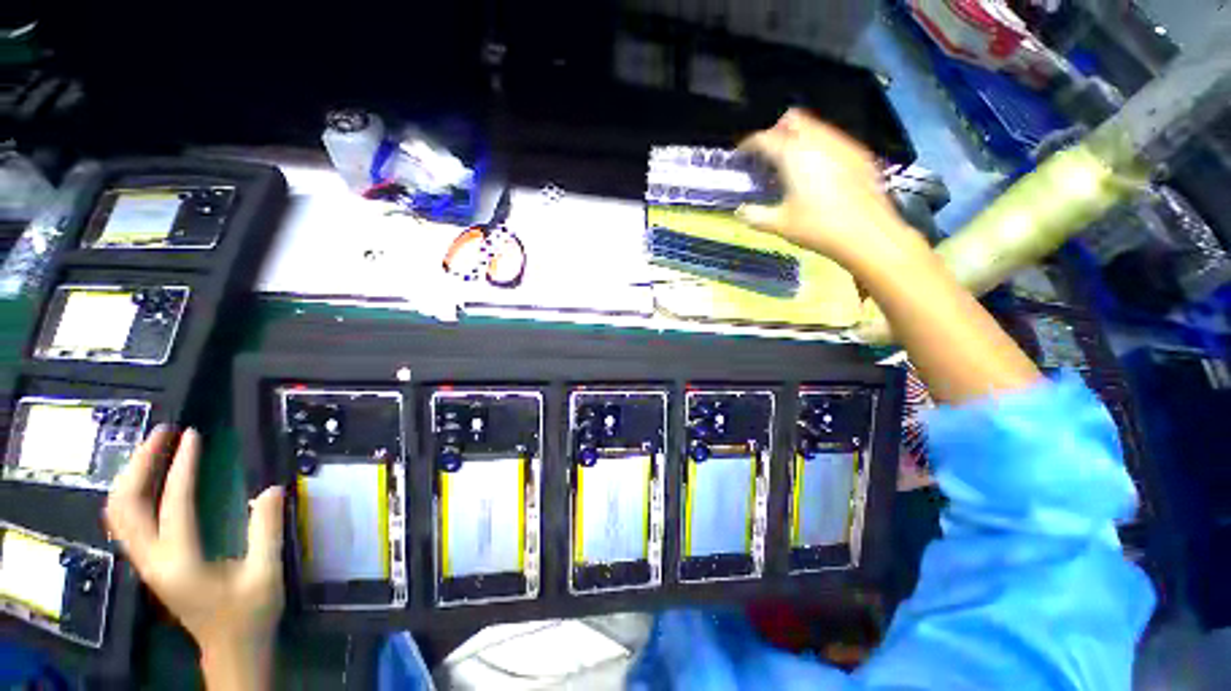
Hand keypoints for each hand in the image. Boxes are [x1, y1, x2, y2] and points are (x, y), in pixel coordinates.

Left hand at [105, 427, 284, 683]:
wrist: (230, 650)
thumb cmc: (249, 614)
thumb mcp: (266, 574)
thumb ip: (266, 530)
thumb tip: (270, 488)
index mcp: (181, 564)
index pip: (173, 505)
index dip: (181, 467)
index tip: (193, 436)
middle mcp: (152, 561)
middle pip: (125, 506)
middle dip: (139, 463)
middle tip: (163, 433)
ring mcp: (146, 563)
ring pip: (119, 513)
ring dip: (132, 476)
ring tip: (155, 448)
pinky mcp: (149, 563)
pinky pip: (127, 521)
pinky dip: (132, 493)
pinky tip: (150, 481)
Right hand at [737, 109, 920, 269]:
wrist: (867, 233)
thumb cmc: (817, 227)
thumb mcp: (779, 224)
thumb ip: (755, 215)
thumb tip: (740, 211)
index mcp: (793, 154)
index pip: (765, 138)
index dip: (750, 143)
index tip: (742, 152)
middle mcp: (817, 140)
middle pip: (793, 119)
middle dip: (777, 131)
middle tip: (768, 153)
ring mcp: (842, 144)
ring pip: (816, 126)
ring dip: (799, 137)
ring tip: (791, 162)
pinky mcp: (859, 154)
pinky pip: (833, 139)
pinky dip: (819, 146)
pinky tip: (817, 170)